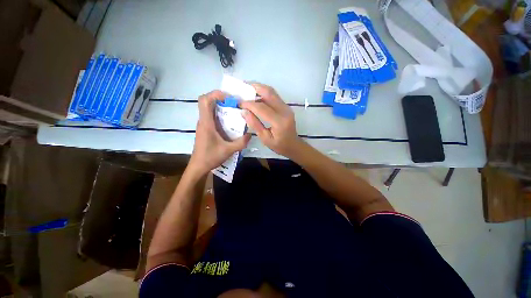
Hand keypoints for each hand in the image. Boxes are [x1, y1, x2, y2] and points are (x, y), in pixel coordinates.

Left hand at [189, 90, 250, 174]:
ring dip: (221, 106)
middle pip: (207, 102)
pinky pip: (212, 116)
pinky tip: (230, 122)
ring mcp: (204, 125)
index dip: (216, 94)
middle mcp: (203, 121)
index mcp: (206, 123)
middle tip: (234, 103)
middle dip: (221, 98)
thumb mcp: (228, 150)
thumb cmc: (210, 157)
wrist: (199, 167)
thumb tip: (250, 134)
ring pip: (210, 109)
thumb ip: (241, 142)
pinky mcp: (206, 129)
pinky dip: (221, 114)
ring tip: (235, 111)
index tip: (230, 98)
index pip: (204, 100)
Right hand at [240, 83, 303, 158]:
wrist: (294, 145)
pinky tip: (256, 95)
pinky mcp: (286, 106)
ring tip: (247, 88)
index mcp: (279, 122)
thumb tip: (244, 112)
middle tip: (242, 86)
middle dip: (254, 87)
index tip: (239, 103)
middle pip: (269, 93)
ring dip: (259, 88)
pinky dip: (264, 93)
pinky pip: (274, 96)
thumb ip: (255, 125)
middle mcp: (284, 111)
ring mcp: (286, 107)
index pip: (262, 108)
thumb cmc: (279, 145)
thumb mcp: (265, 139)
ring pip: (272, 92)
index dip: (249, 104)